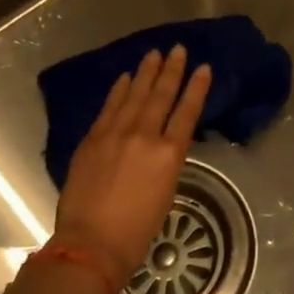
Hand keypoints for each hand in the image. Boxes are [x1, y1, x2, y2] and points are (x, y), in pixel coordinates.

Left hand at [48, 46, 212, 293]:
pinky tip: (125, 77)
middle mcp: (145, 136)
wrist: (91, 244)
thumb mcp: (165, 193)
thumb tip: (159, 144)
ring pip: (135, 95)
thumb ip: (164, 161)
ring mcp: (116, 134)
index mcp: (169, 154)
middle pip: (161, 95)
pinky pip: (109, 107)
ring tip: (154, 54)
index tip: (203, 68)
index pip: (187, 112)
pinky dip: (118, 90)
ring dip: (145, 73)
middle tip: (177, 49)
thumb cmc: (136, 231)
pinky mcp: (93, 138)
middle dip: (171, 70)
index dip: (196, 88)